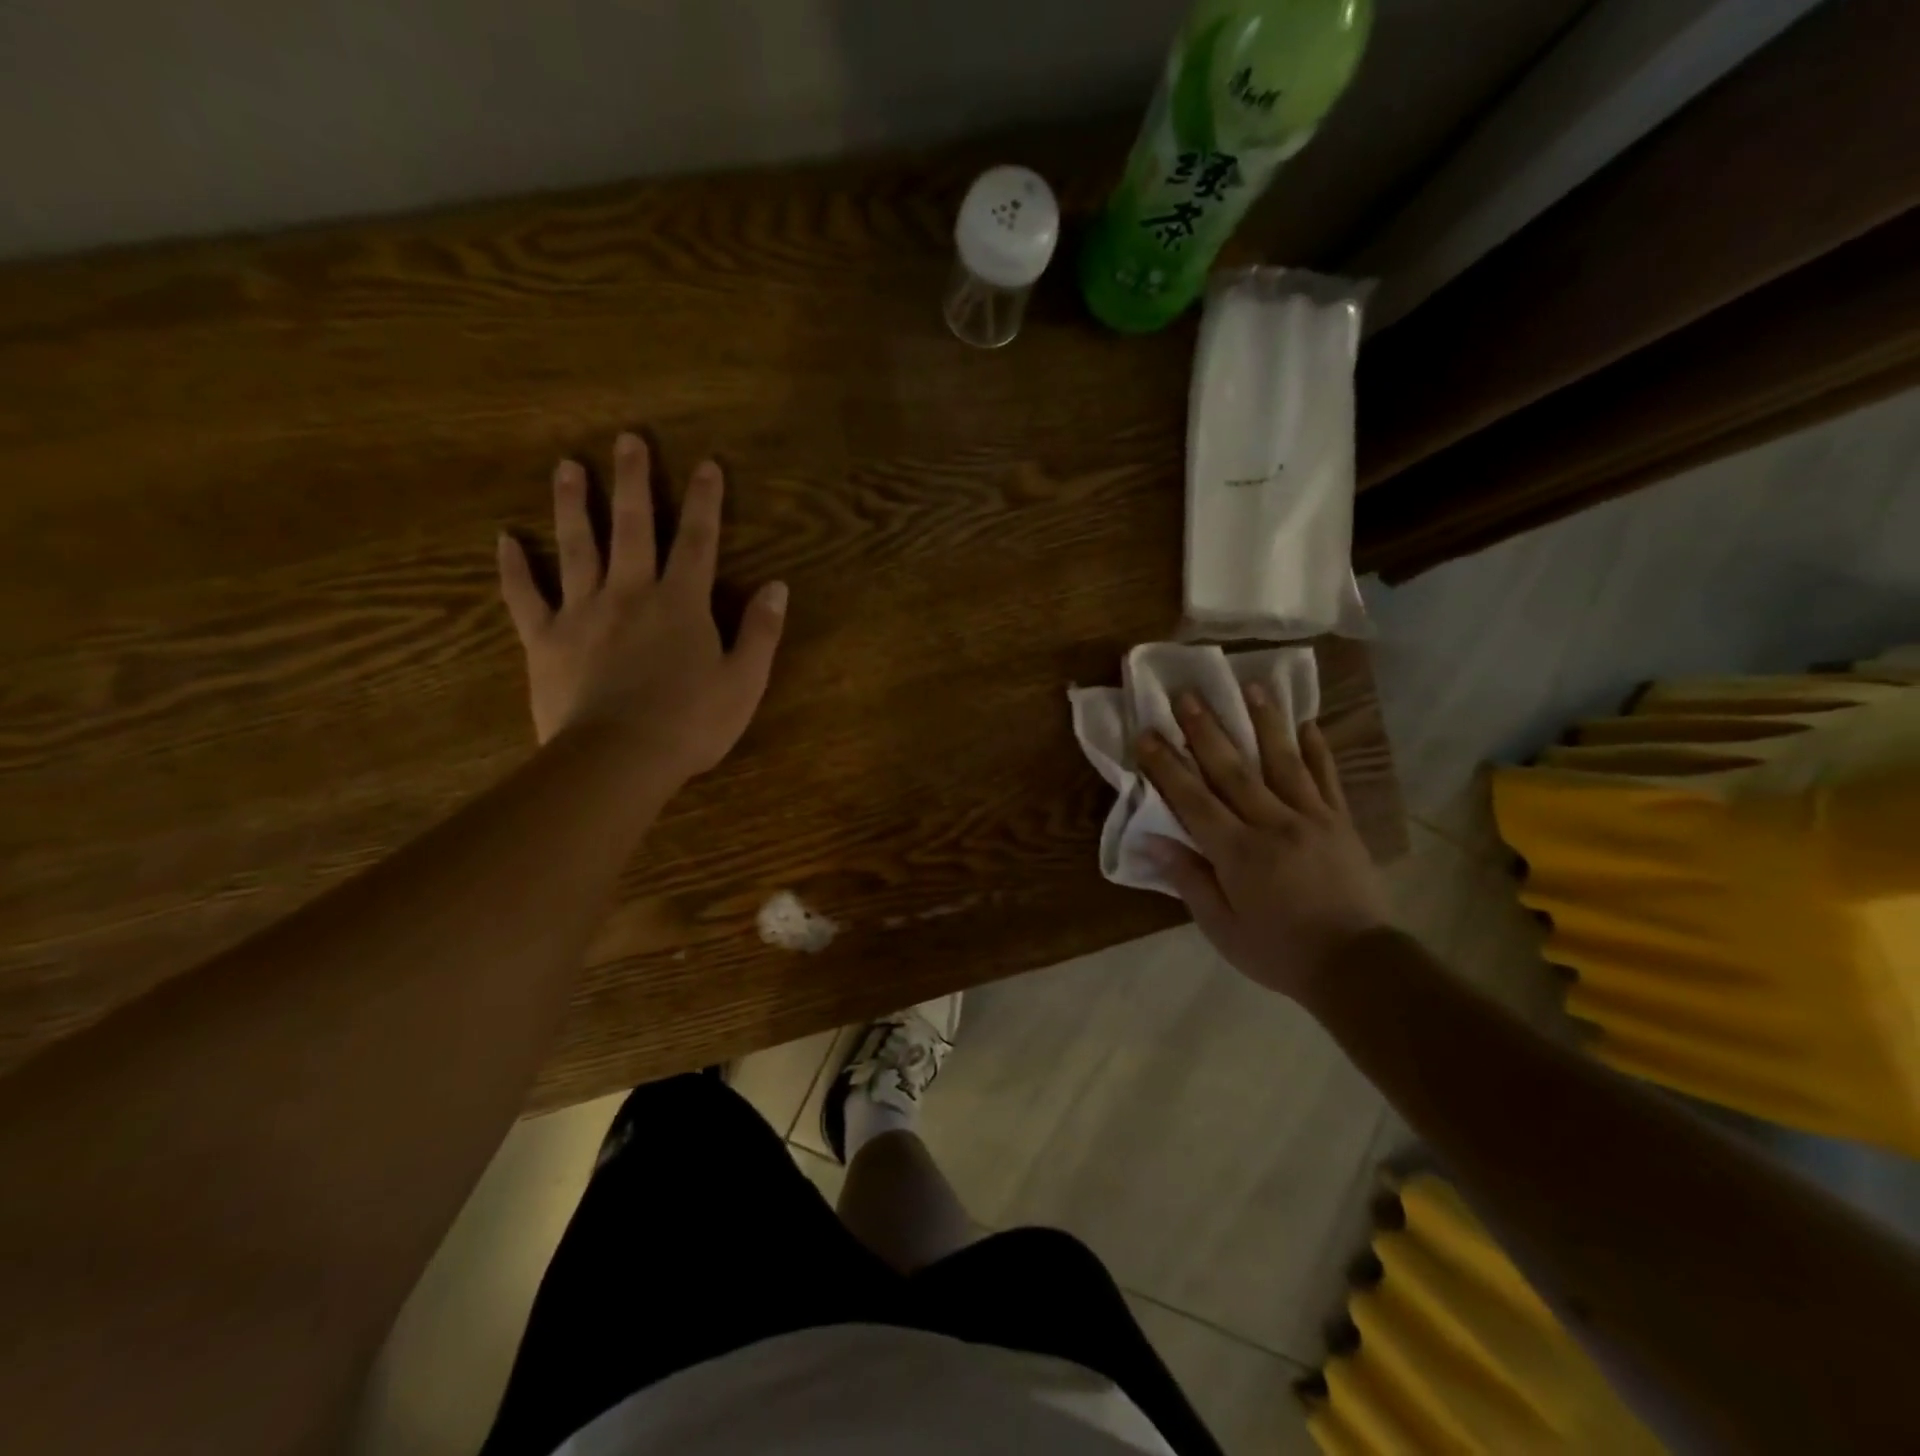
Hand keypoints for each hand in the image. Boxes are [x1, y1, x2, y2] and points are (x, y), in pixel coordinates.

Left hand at [496, 432, 786, 784]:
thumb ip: (761, 632)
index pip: (697, 541)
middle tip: (626, 440)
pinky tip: (505, 540)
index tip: (707, 465)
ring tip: (568, 467)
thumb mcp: (744, 681)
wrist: (619, 758)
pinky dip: (513, 568)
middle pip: (632, 527)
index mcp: (682, 603)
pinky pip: (525, 597)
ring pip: (577, 547)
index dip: (705, 502)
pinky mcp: (546, 639)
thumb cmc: (691, 723)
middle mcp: (631, 593)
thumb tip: (777, 587)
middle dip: (633, 482)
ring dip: (573, 504)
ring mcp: (583, 612)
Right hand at [1137, 689, 1389, 1003]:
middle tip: (1186, 694)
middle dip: (1205, 730)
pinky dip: (1317, 749)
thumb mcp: (1221, 927)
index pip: (1192, 799)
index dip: (1166, 765)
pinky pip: (1326, 778)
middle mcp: (1271, 823)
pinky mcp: (1341, 822)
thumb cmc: (1278, 951)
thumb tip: (1153, 841)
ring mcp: (1311, 818)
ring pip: (1282, 761)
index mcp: (1237, 851)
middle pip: (1232, 769)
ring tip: (1249, 686)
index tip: (1146, 734)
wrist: (1356, 965)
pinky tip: (1307, 723)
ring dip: (1263, 722)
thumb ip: (1189, 879)